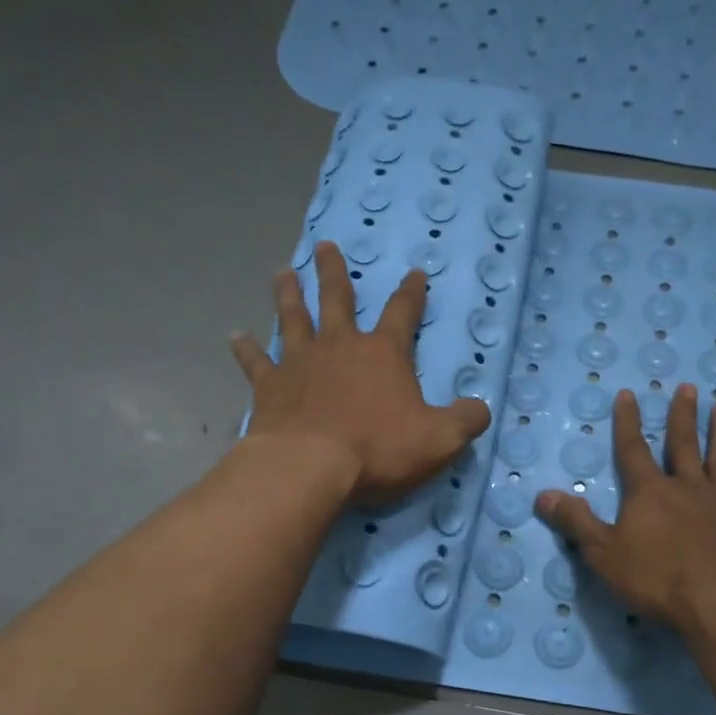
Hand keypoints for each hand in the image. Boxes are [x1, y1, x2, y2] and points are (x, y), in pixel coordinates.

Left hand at [231, 242, 491, 505]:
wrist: (310, 467)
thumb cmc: (379, 449)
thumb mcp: (440, 439)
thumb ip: (466, 420)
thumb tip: (481, 409)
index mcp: (383, 354)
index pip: (403, 313)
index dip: (412, 293)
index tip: (415, 273)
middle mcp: (340, 347)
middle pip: (337, 300)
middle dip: (334, 273)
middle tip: (326, 247)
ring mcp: (300, 363)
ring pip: (294, 319)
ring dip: (289, 295)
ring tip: (283, 273)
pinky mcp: (270, 387)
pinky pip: (256, 363)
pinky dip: (246, 349)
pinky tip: (235, 337)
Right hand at [534, 383, 715, 631]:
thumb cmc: (656, 579)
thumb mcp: (603, 554)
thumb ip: (576, 522)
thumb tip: (543, 494)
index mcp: (650, 494)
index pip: (633, 450)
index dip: (628, 423)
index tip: (629, 393)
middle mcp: (689, 489)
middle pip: (683, 446)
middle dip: (682, 417)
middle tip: (687, 387)